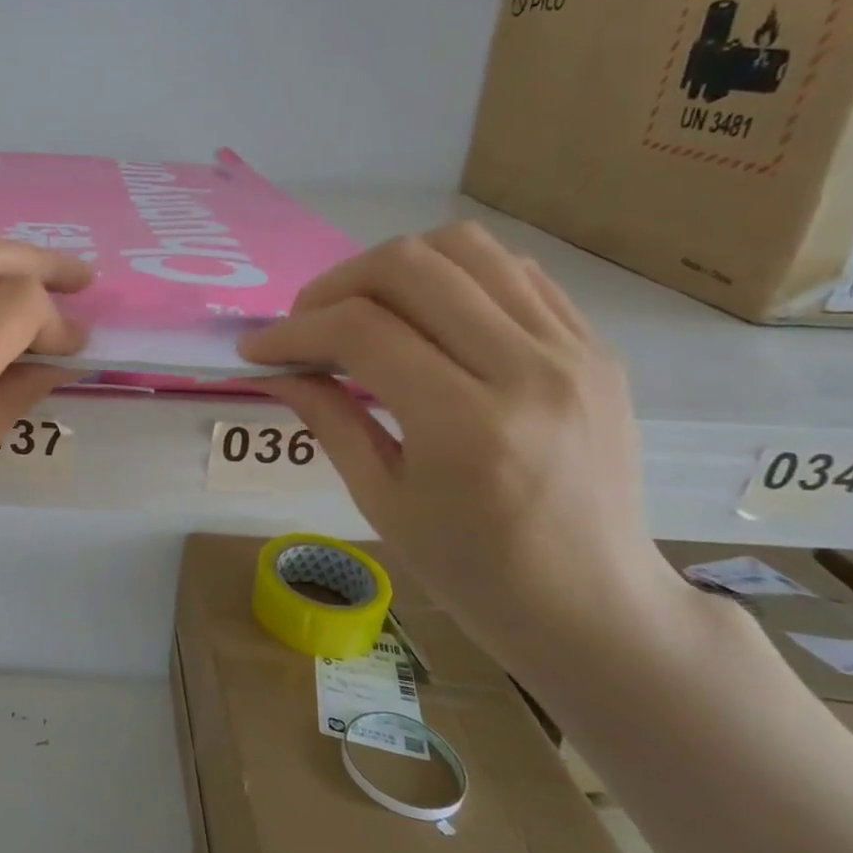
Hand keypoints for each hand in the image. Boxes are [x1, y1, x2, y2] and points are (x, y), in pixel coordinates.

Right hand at [239, 220, 681, 669]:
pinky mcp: (594, 346)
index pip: (362, 331)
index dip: (294, 330)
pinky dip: (452, 277)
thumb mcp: (380, 501)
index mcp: (467, 426)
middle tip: (305, 324)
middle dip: (335, 285)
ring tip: (361, 309)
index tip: (257, 349)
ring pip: (465, 247)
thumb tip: (275, 369)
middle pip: (411, 267)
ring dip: (392, 267)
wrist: (595, 604)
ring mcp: (572, 351)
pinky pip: (513, 271)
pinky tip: (425, 316)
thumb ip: (327, 418)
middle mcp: (527, 371)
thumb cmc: (473, 570)